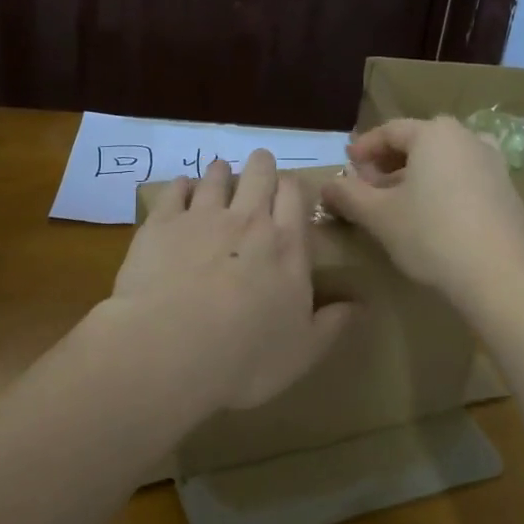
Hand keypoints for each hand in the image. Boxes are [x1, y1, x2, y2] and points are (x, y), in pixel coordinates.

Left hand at [111, 150, 355, 411]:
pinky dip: (181, 185)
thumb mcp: (304, 351)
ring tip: (220, 171)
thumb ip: (333, 323)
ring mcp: (202, 217)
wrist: (171, 350)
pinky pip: (174, 190)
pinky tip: (182, 187)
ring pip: (216, 177)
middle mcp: (248, 220)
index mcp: (287, 246)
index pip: (295, 196)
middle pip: (259, 175)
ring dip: (221, 172)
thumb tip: (361, 304)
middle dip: (262, 166)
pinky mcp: (162, 223)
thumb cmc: (246, 357)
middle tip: (260, 165)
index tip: (290, 189)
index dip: (292, 187)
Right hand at [321, 116, 523, 301]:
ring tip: (397, 202)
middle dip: (388, 163)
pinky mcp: (507, 191)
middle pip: (418, 143)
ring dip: (416, 176)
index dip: (363, 149)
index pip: (389, 131)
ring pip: (443, 161)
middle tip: (368, 186)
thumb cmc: (431, 235)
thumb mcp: (378, 215)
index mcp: (434, 133)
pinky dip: (442, 188)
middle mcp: (467, 137)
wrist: (499, 275)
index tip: (346, 166)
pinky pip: (464, 178)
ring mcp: (493, 163)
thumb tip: (327, 184)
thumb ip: (348, 195)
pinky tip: (432, 216)